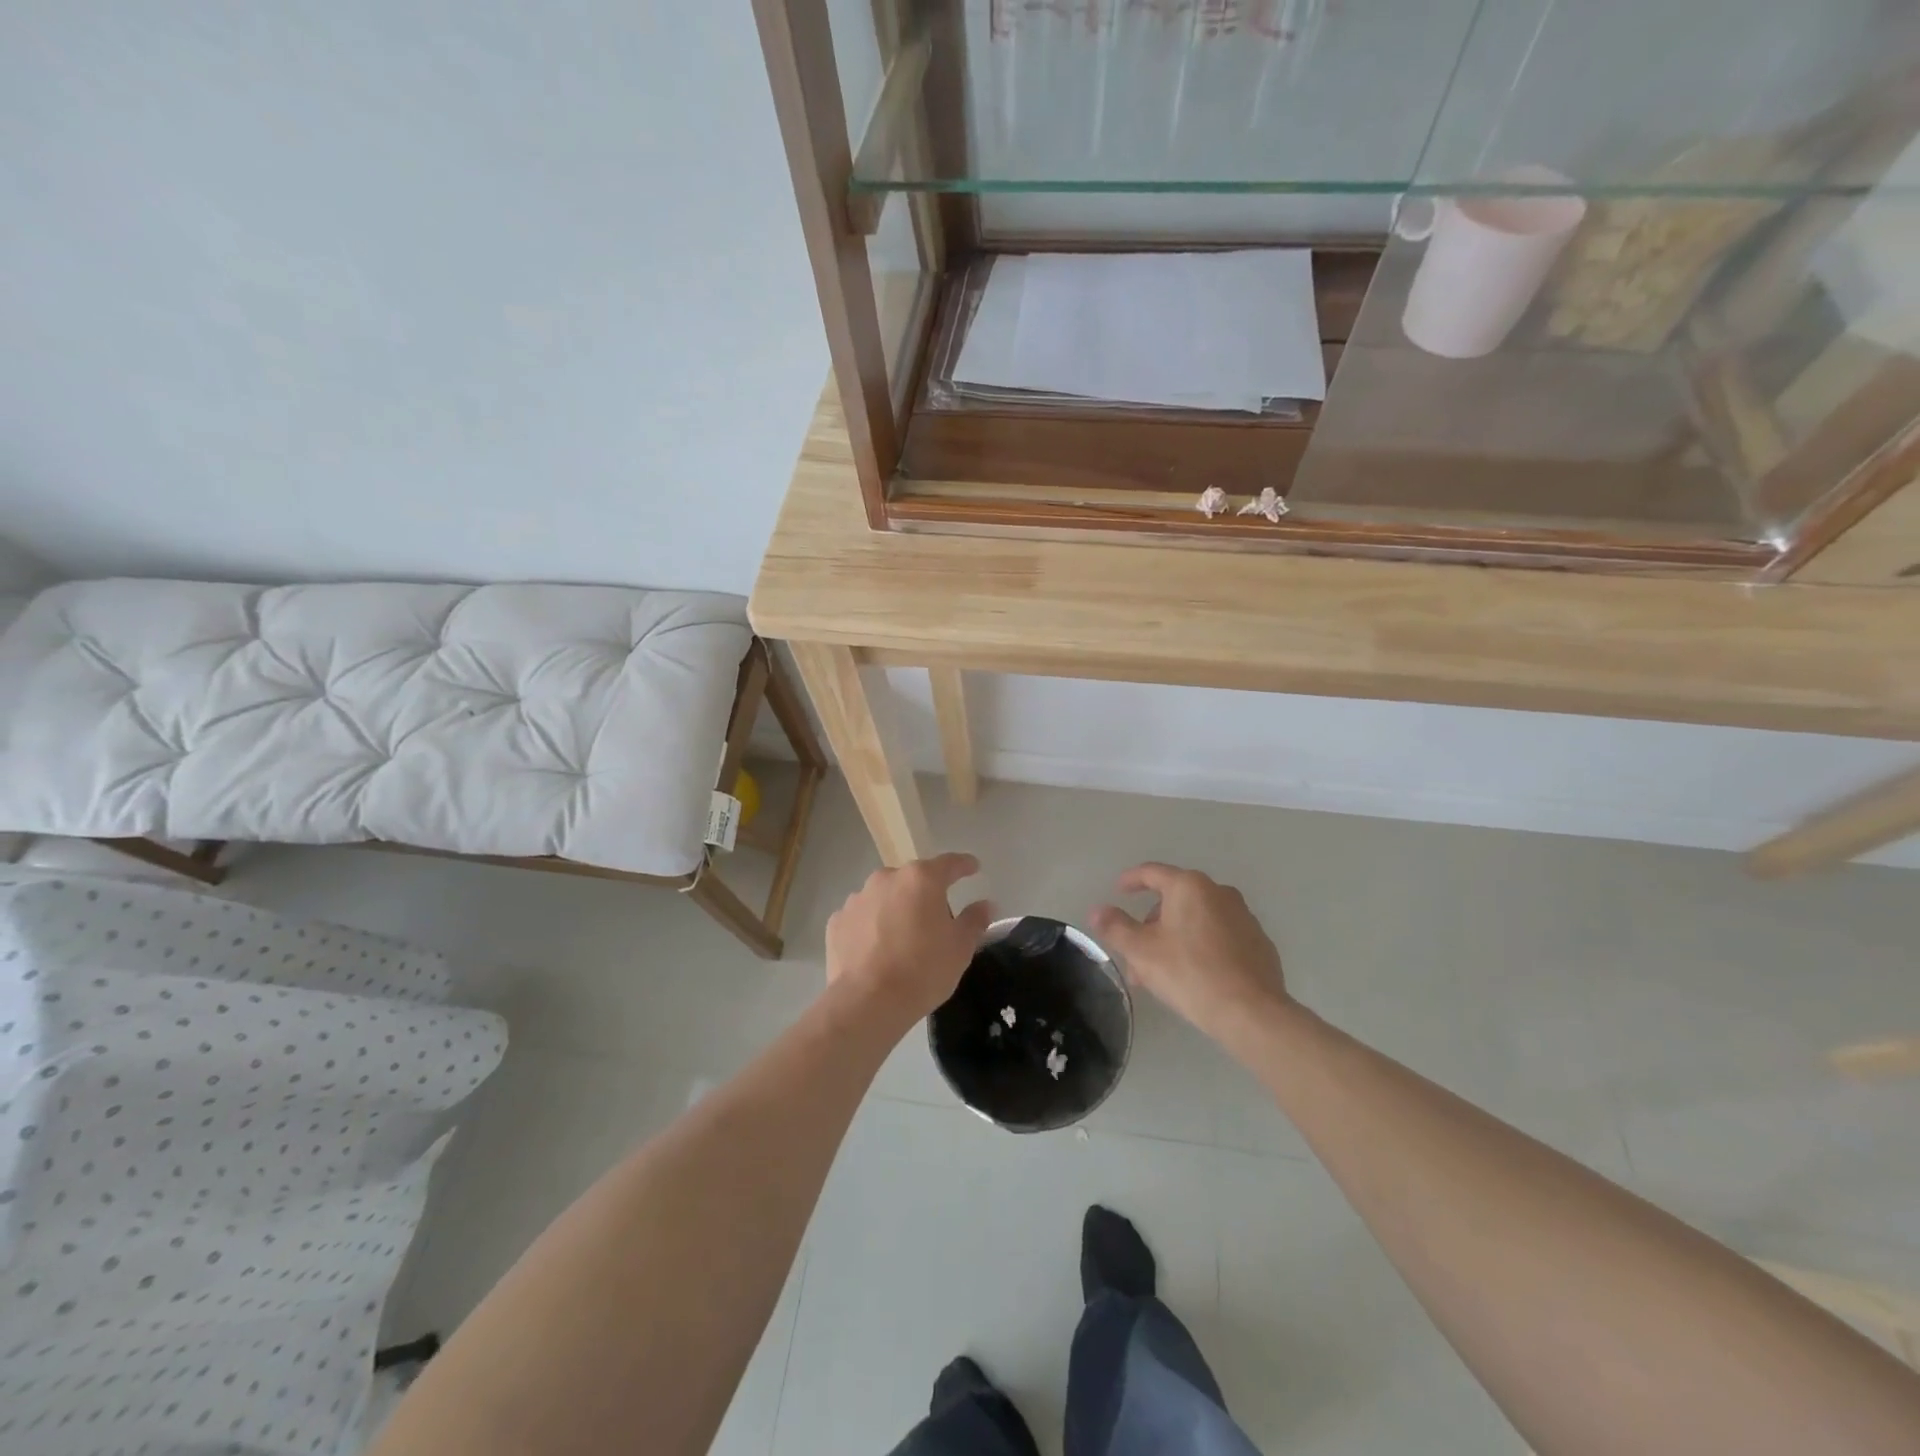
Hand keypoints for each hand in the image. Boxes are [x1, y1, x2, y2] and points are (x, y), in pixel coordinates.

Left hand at [825, 853, 992, 1029]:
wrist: (867, 1002)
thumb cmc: (922, 970)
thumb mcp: (960, 948)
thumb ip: (974, 920)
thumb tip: (985, 904)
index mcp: (921, 879)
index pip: (949, 863)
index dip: (963, 865)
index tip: (973, 868)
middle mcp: (887, 878)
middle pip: (913, 880)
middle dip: (925, 893)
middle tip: (936, 918)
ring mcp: (857, 898)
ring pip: (885, 896)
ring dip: (896, 908)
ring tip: (902, 938)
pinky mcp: (837, 921)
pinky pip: (862, 917)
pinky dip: (871, 926)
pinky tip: (876, 949)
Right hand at [1090, 863, 1289, 1040]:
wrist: (1251, 1012)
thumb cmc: (1189, 973)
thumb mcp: (1141, 951)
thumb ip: (1116, 927)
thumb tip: (1098, 910)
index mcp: (1189, 886)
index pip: (1152, 872)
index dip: (1131, 880)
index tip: (1118, 890)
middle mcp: (1219, 892)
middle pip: (1175, 899)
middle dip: (1152, 923)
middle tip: (1137, 952)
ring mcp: (1244, 917)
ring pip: (1197, 920)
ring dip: (1175, 937)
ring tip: (1162, 971)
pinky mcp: (1259, 943)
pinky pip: (1220, 936)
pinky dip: (1202, 947)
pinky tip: (1195, 975)